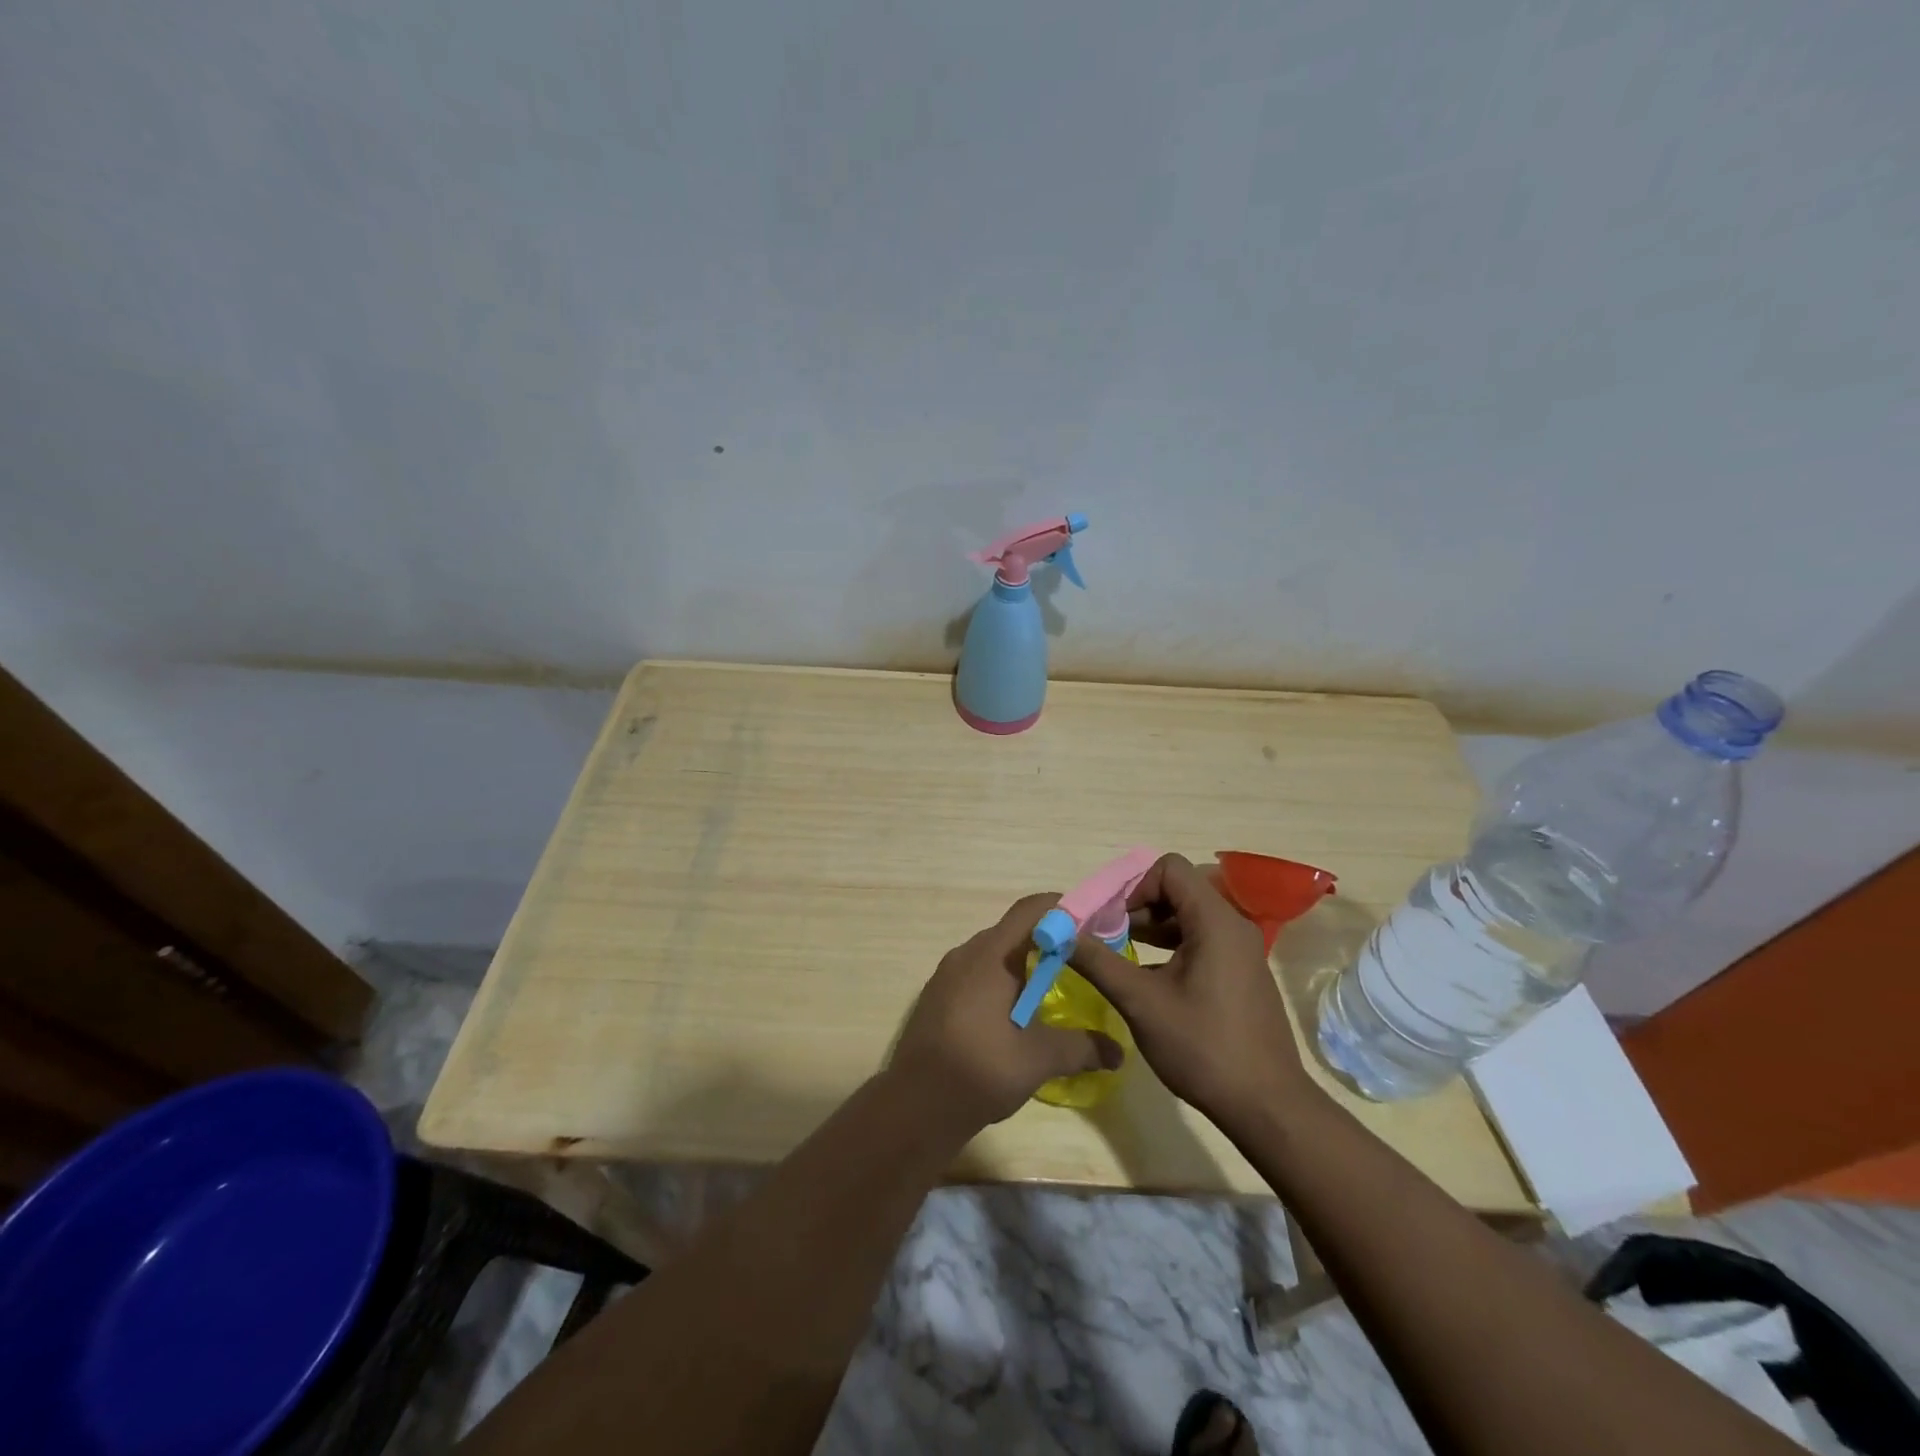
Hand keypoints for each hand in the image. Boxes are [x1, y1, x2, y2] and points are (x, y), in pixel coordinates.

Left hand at [890, 894, 1124, 1131]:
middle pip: (1014, 930)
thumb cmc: (980, 1069)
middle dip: (1050, 940)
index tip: (1093, 925)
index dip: (1064, 909)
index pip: (1031, 910)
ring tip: (1055, 988)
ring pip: (995, 953)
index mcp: (992, 955)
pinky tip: (1017, 1013)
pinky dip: (1003, 980)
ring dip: (1025, 963)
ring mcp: (948, 974)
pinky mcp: (939, 996)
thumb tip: (1118, 1053)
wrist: (915, 1105)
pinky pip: (978, 973)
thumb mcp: (1039, 1059)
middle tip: (1083, 960)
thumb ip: (1081, 1048)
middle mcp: (967, 954)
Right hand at [1068, 854, 1314, 1130]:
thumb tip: (1060, 933)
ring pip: (1187, 915)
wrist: (1267, 1107)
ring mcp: (1240, 950)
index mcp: (1215, 921)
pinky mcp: (1239, 972)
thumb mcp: (1141, 1003)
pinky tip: (1145, 977)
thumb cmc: (1203, 1048)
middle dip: (1136, 905)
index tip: (1107, 917)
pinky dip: (1169, 946)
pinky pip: (1199, 939)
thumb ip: (1098, 962)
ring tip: (1117, 953)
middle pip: (1177, 888)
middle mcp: (1232, 925)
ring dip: (1150, 926)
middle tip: (1104, 935)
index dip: (1132, 885)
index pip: (1169, 869)